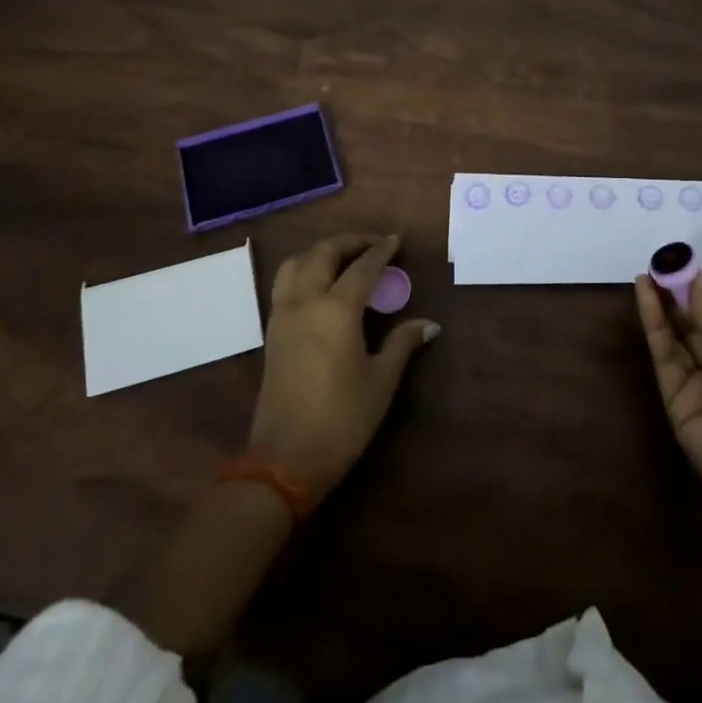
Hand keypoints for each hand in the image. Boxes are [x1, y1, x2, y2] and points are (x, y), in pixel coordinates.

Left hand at [248, 233, 438, 502]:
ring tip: (344, 257)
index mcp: (336, 310)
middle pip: (323, 253)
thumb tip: (430, 324)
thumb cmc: (341, 420)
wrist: (284, 460)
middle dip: (349, 241)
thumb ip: (402, 344)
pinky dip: (303, 268)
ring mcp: (283, 315)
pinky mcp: (271, 331)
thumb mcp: (380, 382)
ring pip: (296, 263)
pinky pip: (284, 283)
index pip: (362, 268)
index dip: (381, 251)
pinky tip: (320, 283)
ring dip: (321, 251)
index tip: (396, 241)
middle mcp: (305, 302)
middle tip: (373, 243)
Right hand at [634, 272, 701, 536]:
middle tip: (661, 261)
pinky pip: (663, 355)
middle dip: (678, 292)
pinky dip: (653, 324)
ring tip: (648, 272)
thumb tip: (698, 287)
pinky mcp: (674, 399)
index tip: (684, 261)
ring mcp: (696, 382)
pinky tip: (646, 297)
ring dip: (661, 303)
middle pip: (694, 322)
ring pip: (675, 334)